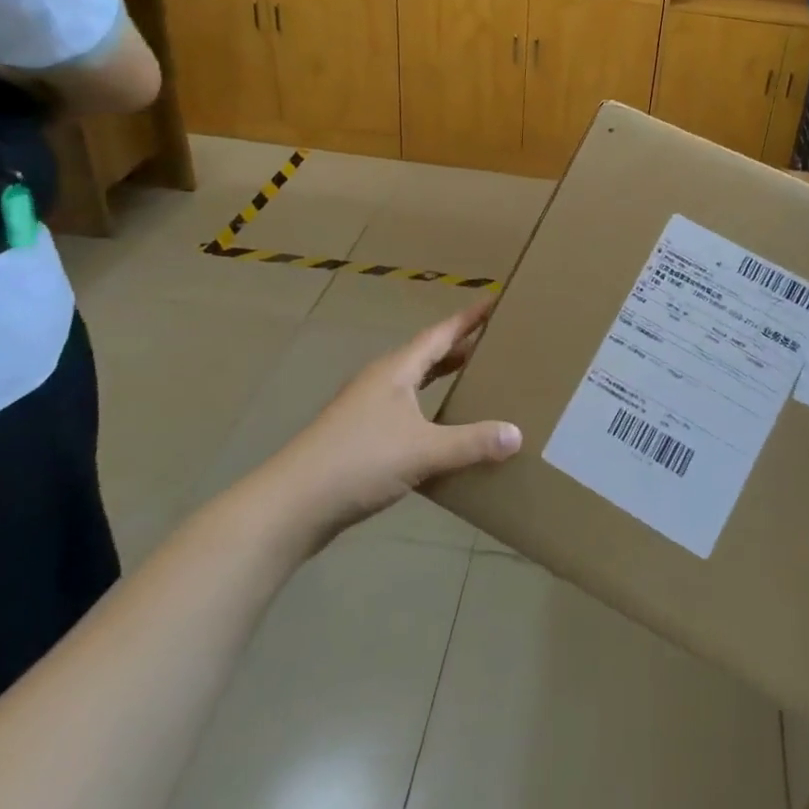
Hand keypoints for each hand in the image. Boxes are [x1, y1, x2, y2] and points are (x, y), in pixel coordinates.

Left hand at [243, 299, 521, 557]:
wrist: (291, 507)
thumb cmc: (358, 462)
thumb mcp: (423, 451)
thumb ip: (471, 442)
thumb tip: (516, 434)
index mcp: (395, 371)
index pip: (440, 334)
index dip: (469, 318)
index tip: (496, 302)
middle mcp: (380, 382)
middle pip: (427, 356)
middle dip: (460, 347)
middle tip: (496, 342)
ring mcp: (365, 410)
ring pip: (414, 385)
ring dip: (443, 380)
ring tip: (475, 382)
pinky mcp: (358, 439)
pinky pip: (405, 413)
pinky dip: (429, 412)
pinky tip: (442, 433)